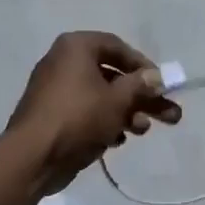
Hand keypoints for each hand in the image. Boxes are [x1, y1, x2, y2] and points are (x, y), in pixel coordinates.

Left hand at [5, 31, 181, 193]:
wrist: (34, 156)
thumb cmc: (79, 118)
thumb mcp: (117, 100)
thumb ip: (140, 86)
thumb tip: (156, 77)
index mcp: (76, 48)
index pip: (117, 47)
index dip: (143, 65)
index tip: (161, 84)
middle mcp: (63, 63)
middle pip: (112, 76)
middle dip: (142, 97)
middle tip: (170, 115)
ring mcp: (56, 91)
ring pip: (100, 97)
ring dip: (126, 113)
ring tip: (143, 131)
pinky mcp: (53, 116)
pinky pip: (85, 113)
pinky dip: (103, 123)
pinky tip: (117, 141)